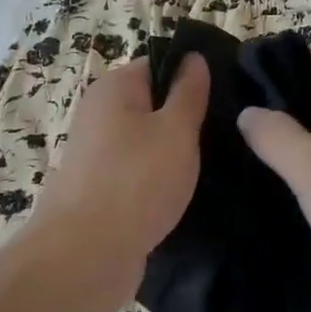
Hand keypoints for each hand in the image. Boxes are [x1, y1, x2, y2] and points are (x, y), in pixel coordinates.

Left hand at [26, 55, 208, 303]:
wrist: (85, 255)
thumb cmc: (136, 180)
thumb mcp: (176, 129)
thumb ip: (188, 92)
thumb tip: (193, 56)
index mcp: (113, 88)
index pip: (158, 64)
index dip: (191, 76)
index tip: (225, 98)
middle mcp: (98, 113)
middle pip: (151, 104)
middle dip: (184, 119)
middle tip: (225, 135)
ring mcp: (95, 153)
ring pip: (145, 142)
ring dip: (172, 154)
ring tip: (211, 168)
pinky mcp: (98, 189)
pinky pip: (135, 173)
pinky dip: (156, 181)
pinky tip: (183, 196)